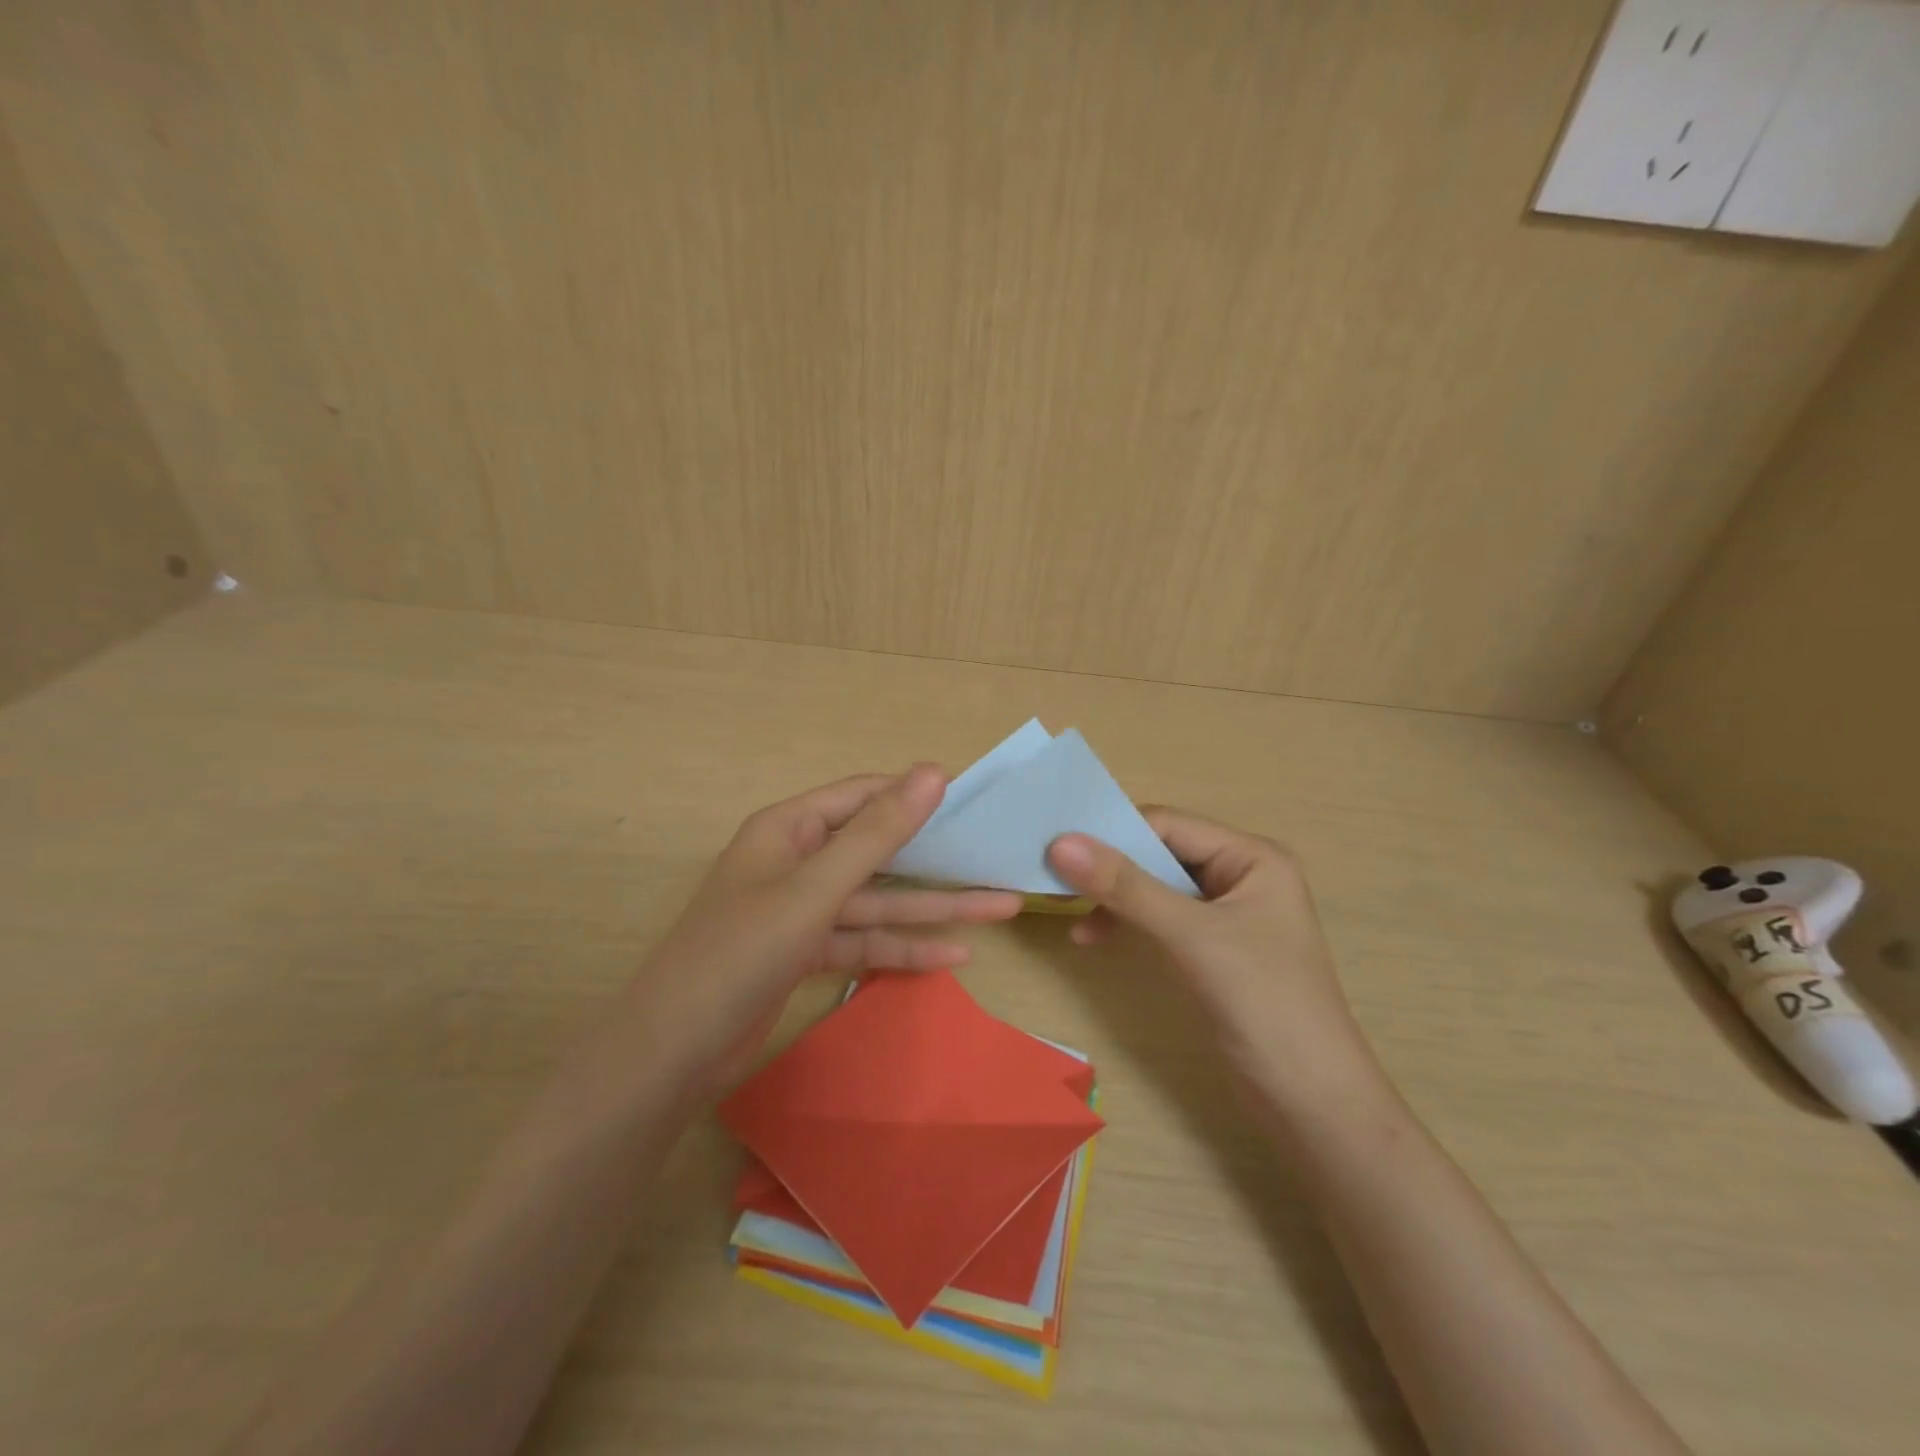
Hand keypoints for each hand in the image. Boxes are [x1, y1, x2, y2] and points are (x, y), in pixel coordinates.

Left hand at [632, 765, 1021, 1086]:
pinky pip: (863, 941)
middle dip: (938, 860)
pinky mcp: (805, 953)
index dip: (917, 795)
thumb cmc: (741, 952)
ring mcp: (801, 910)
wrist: (673, 1052)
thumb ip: (878, 833)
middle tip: (998, 858)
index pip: (864, 796)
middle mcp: (797, 860)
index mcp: (790, 827)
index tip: (975, 800)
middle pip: (878, 851)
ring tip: (1001, 907)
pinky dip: (902, 948)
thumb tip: (933, 771)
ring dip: (933, 909)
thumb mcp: (816, 888)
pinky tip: (954, 956)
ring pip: (877, 902)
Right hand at [1046, 809, 1378, 1105]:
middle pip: (1160, 852)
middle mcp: (1240, 875)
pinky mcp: (1212, 947)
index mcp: (1252, 856)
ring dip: (1113, 897)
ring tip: (1069, 912)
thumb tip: (1060, 843)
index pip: (1169, 825)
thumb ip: (1127, 887)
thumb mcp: (1192, 937)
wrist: (1311, 1103)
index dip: (1113, 831)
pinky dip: (1126, 923)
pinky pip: (1159, 917)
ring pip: (1155, 886)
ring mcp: (1226, 913)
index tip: (1056, 845)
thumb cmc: (1264, 1003)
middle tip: (1052, 877)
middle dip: (1109, 865)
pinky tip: (1092, 938)